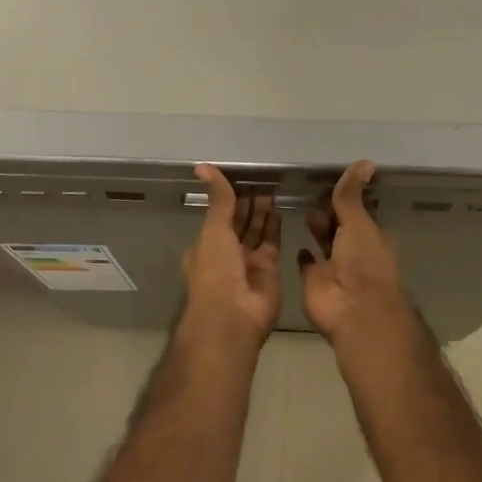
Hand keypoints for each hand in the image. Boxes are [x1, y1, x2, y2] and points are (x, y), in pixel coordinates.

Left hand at [180, 163, 281, 343]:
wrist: (234, 315)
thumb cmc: (216, 270)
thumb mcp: (214, 228)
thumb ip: (218, 198)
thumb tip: (202, 166)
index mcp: (207, 244)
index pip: (219, 214)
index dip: (228, 196)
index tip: (241, 176)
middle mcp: (226, 253)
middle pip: (239, 222)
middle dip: (248, 202)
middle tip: (261, 177)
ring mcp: (248, 262)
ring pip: (256, 231)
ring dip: (262, 212)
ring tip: (272, 187)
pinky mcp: (269, 269)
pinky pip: (272, 243)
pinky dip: (275, 227)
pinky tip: (279, 208)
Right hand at [298, 162, 415, 346]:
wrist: (352, 308)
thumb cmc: (362, 261)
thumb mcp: (358, 222)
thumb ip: (352, 195)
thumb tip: (365, 161)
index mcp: (372, 237)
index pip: (359, 213)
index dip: (348, 200)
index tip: (333, 181)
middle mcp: (355, 252)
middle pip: (341, 227)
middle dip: (330, 213)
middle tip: (312, 192)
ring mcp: (334, 267)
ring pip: (325, 243)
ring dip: (318, 229)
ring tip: (302, 209)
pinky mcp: (314, 280)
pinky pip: (308, 264)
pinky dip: (304, 254)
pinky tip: (296, 239)